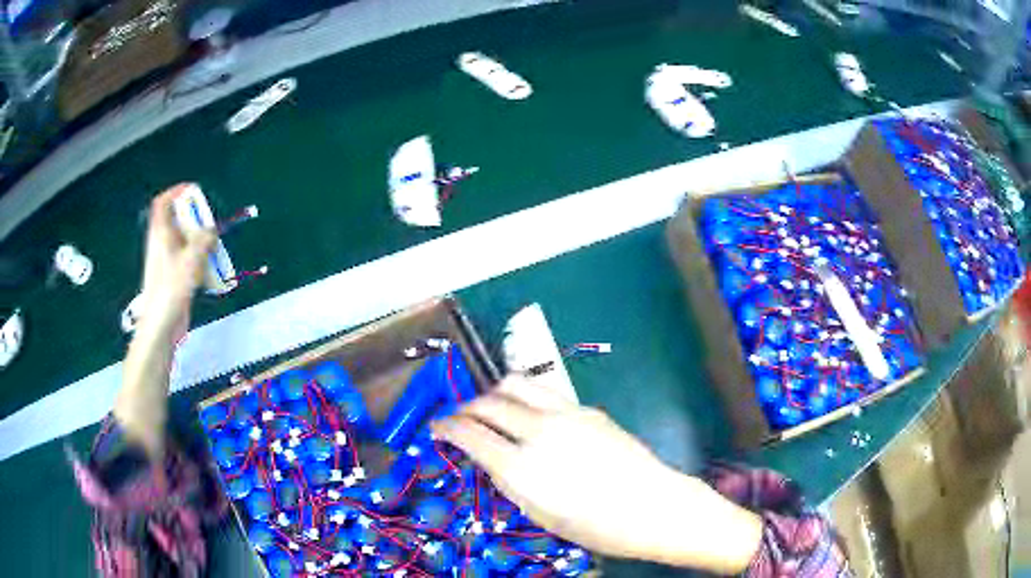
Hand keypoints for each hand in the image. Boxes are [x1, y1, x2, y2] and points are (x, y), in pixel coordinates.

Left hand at [139, 185, 215, 334]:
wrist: (161, 323)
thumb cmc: (172, 286)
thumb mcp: (191, 258)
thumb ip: (204, 240)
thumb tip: (212, 231)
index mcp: (160, 234)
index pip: (162, 203)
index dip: (175, 192)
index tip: (192, 190)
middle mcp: (161, 244)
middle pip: (174, 220)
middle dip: (192, 217)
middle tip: (208, 221)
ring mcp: (166, 262)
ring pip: (181, 241)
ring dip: (197, 239)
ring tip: (212, 244)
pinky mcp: (172, 277)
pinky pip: (185, 259)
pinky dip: (197, 258)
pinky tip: (208, 268)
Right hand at [432, 378, 761, 573]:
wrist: (653, 505)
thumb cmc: (596, 526)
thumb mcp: (540, 514)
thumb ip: (510, 481)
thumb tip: (491, 457)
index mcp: (521, 467)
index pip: (467, 433)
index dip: (445, 427)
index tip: (437, 428)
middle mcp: (538, 432)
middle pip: (486, 402)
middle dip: (464, 408)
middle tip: (459, 419)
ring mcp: (565, 413)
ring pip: (514, 383)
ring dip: (493, 393)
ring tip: (491, 408)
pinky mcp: (586, 407)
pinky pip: (544, 392)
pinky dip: (524, 397)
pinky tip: (529, 415)